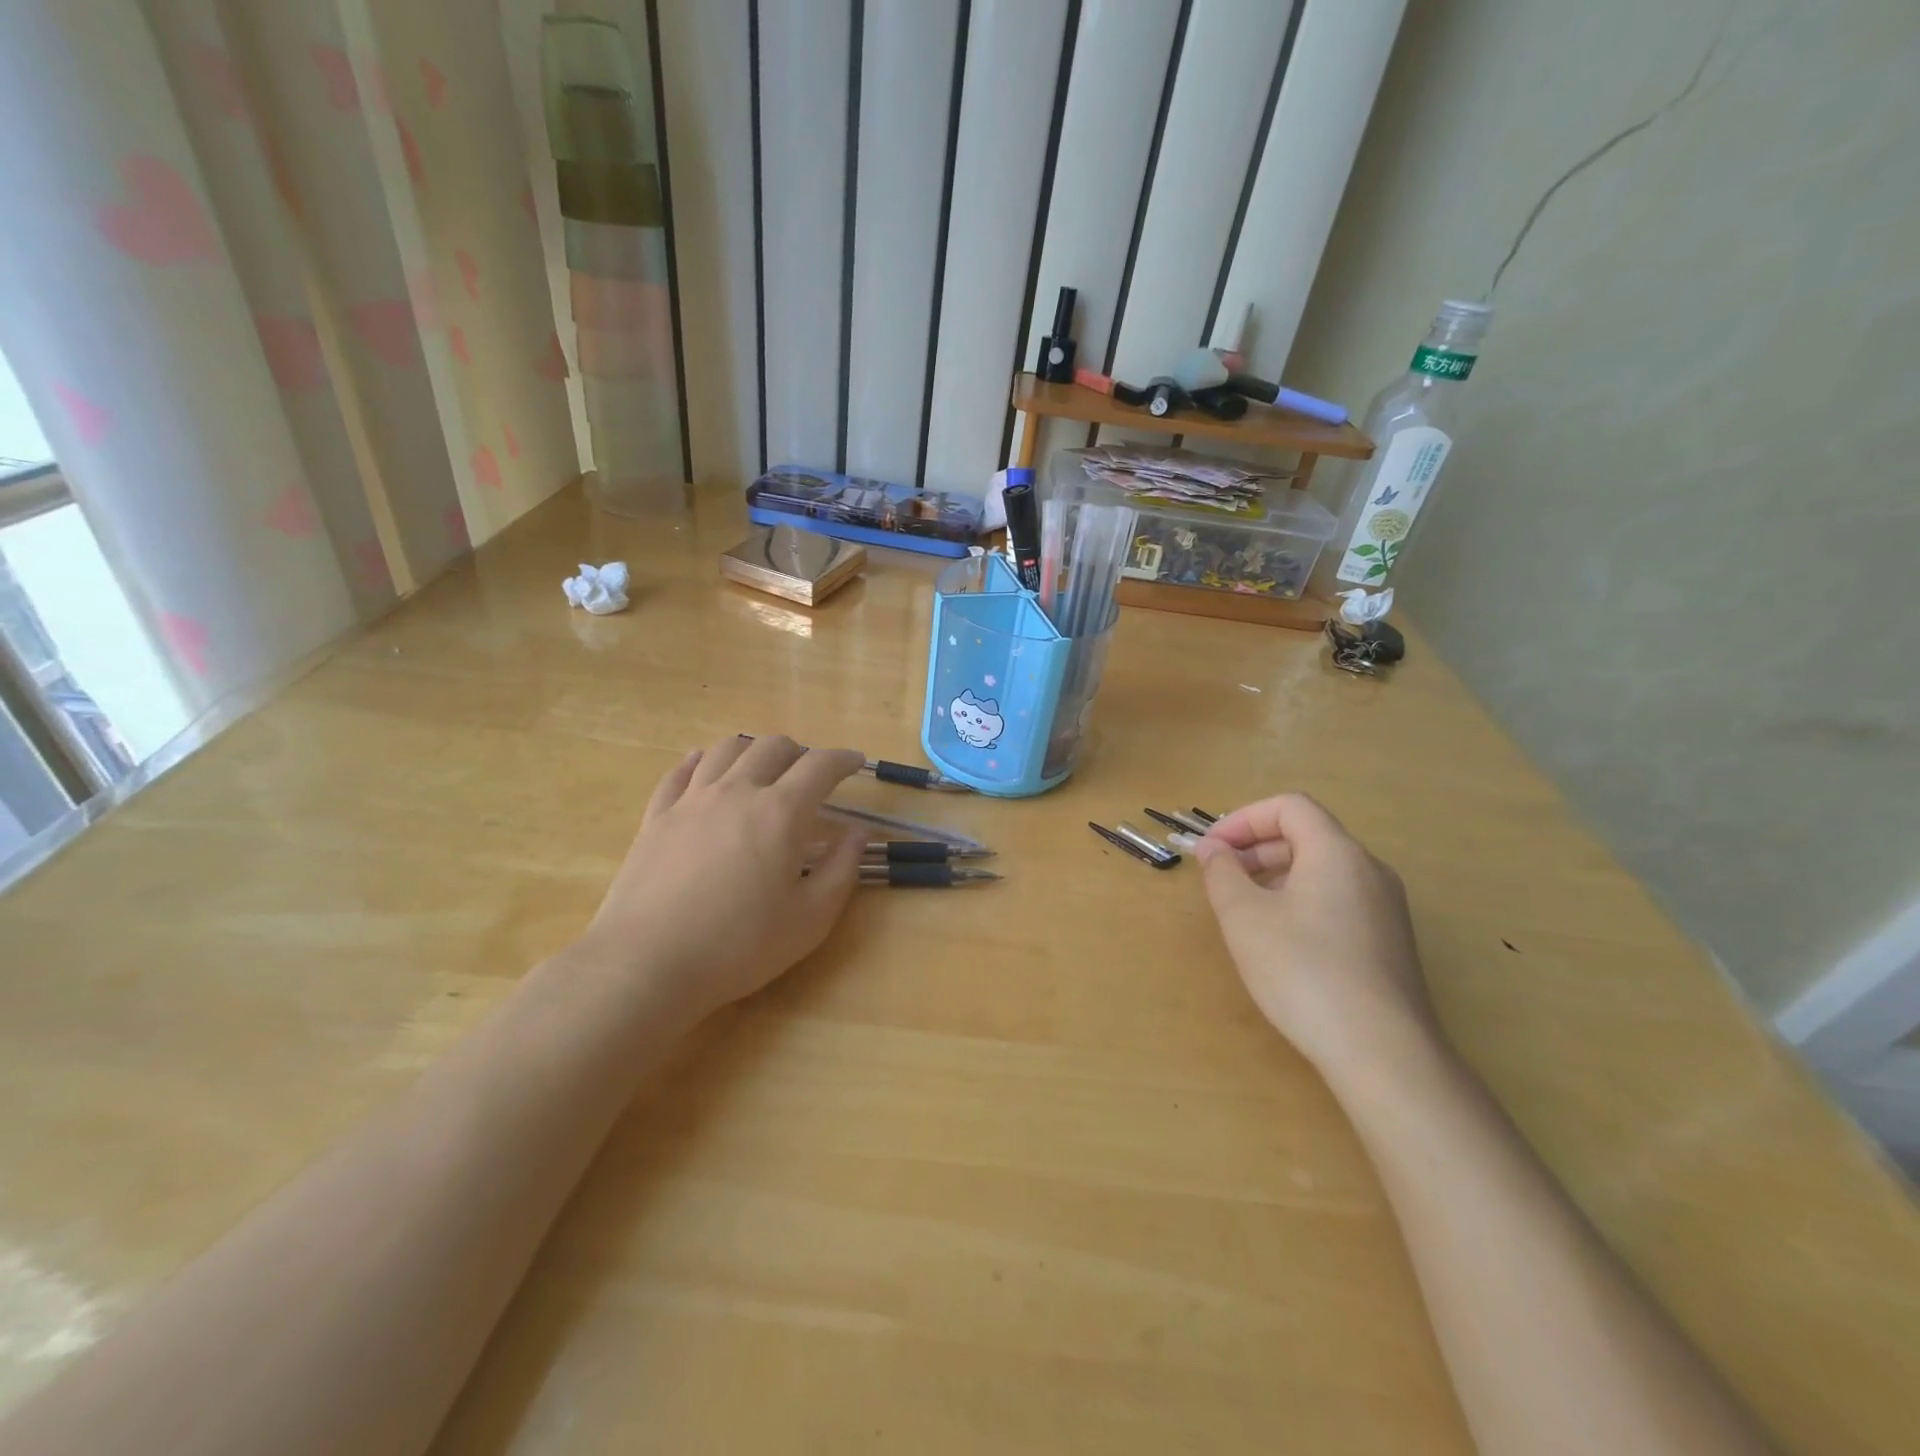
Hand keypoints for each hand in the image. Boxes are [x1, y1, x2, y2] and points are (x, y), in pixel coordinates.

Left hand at [572, 735, 867, 1020]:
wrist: (646, 964)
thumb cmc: (738, 946)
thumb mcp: (810, 920)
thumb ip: (841, 870)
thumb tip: (857, 834)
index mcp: (781, 812)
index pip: (820, 766)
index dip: (843, 759)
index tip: (856, 762)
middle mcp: (737, 791)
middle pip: (772, 747)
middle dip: (800, 752)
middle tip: (810, 773)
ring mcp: (691, 800)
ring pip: (726, 750)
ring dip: (753, 750)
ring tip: (762, 765)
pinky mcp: (656, 816)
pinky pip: (680, 772)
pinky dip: (700, 760)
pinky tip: (703, 763)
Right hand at [1193, 793, 1440, 1085]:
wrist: (1382, 1052)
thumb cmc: (1304, 971)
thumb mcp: (1245, 918)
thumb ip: (1222, 873)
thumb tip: (1214, 849)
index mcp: (1337, 852)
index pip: (1289, 807)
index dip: (1244, 819)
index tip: (1212, 850)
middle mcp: (1369, 870)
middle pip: (1307, 835)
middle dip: (1256, 847)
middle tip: (1221, 878)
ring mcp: (1386, 908)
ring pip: (1323, 869)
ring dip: (1276, 875)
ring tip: (1244, 910)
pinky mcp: (1389, 942)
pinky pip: (1338, 899)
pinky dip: (1301, 900)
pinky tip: (1281, 942)